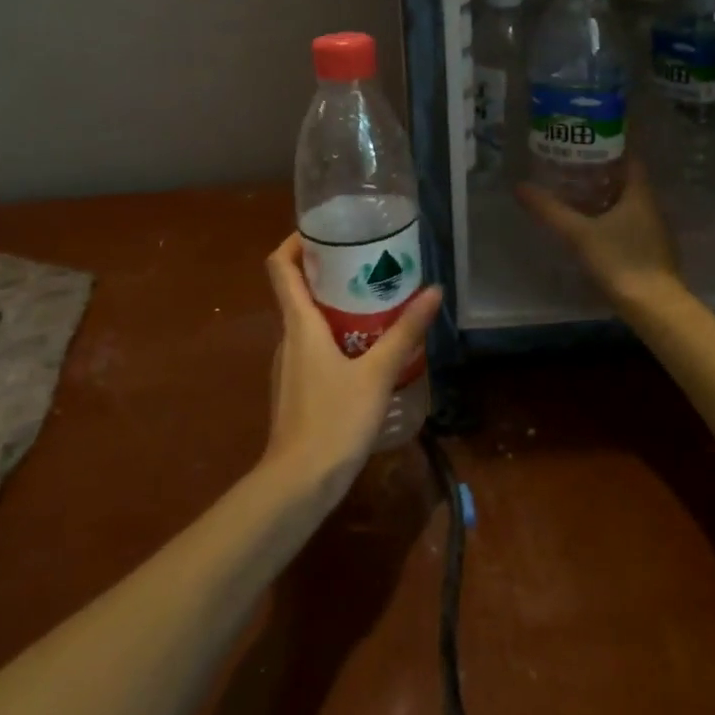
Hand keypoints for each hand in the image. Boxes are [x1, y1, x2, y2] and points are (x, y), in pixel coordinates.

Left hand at [261, 234, 442, 503]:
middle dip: (329, 270)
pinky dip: (336, 335)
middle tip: (367, 261)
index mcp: (300, 324)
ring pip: (308, 320)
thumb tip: (434, 291)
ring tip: (375, 300)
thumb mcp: (378, 373)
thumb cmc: (334, 420)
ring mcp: (289, 365)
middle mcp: (288, 337)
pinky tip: (367, 348)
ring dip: (335, 304)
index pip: (281, 266)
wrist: (298, 485)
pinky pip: (313, 347)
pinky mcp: (297, 388)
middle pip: (298, 289)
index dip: (296, 241)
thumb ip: (405, 332)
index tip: (325, 230)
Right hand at [515, 158, 680, 307]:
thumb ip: (550, 211)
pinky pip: (628, 225)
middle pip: (626, 182)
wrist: (654, 307)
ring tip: (575, 195)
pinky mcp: (650, 252)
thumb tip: (520, 188)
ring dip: (605, 198)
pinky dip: (610, 219)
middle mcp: (651, 208)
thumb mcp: (579, 234)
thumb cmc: (620, 261)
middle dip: (601, 174)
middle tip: (571, 169)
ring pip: (627, 205)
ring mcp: (653, 231)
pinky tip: (590, 228)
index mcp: (640, 195)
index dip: (609, 148)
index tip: (584, 144)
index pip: (629, 159)